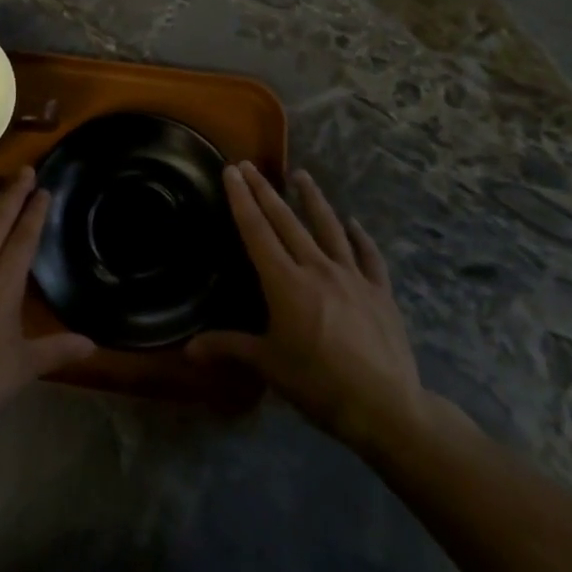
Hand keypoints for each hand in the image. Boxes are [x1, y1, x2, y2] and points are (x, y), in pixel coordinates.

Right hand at [189, 164, 429, 453]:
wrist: (384, 406)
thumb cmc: (317, 383)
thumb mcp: (268, 365)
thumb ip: (228, 348)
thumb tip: (187, 350)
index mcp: (285, 282)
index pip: (257, 231)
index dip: (242, 199)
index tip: (232, 171)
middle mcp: (317, 268)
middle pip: (287, 221)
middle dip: (265, 191)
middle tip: (251, 165)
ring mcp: (352, 276)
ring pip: (329, 227)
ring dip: (313, 199)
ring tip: (302, 175)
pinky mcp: (380, 291)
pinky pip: (368, 255)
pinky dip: (360, 237)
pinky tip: (354, 224)